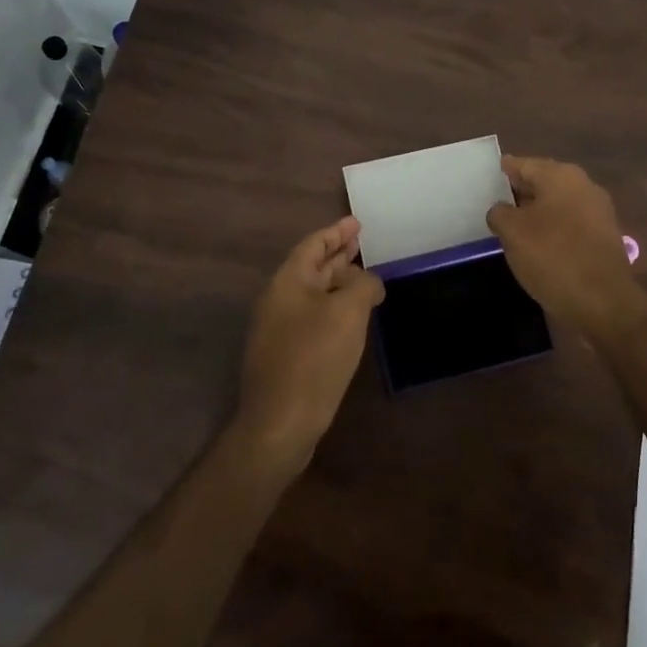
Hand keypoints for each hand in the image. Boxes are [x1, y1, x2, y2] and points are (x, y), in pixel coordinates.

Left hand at [234, 216, 383, 470]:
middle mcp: (278, 299)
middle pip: (311, 267)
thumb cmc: (314, 358)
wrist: (280, 424)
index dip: (336, 232)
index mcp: (288, 281)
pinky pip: (312, 316)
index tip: (357, 223)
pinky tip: (351, 318)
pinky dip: (332, 307)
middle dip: (337, 254)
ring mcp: (278, 329)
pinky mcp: (284, 354)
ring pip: (312, 293)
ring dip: (336, 282)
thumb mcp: (348, 313)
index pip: (313, 245)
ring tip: (362, 277)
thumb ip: (363, 285)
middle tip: (361, 243)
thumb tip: (369, 282)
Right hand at [487, 156, 646, 341]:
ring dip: (537, 211)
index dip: (504, 170)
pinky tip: (538, 244)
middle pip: (543, 181)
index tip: (487, 177)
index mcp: (560, 175)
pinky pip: (570, 223)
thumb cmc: (553, 257)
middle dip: (520, 191)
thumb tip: (501, 210)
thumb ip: (500, 213)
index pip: (523, 164)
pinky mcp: (604, 236)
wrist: (604, 302)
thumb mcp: (512, 233)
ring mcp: (597, 211)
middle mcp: (582, 185)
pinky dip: (553, 228)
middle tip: (495, 202)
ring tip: (512, 226)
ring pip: (557, 203)